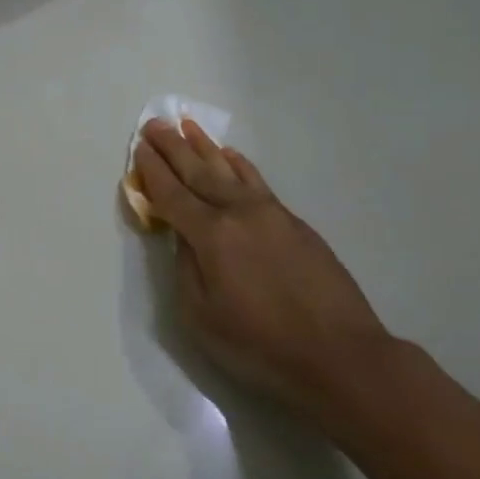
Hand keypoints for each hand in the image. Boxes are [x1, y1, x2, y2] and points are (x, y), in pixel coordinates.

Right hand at [133, 121, 394, 418]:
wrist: (340, 355)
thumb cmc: (260, 345)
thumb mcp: (201, 317)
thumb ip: (185, 268)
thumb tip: (183, 236)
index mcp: (212, 236)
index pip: (172, 195)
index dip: (152, 171)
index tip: (139, 147)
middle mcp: (239, 213)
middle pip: (199, 172)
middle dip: (173, 147)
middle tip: (155, 123)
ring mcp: (271, 214)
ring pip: (231, 171)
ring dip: (206, 148)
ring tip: (188, 126)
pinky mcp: (295, 223)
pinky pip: (257, 182)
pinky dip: (239, 165)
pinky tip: (231, 156)